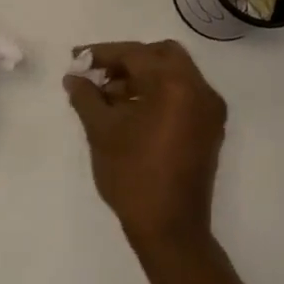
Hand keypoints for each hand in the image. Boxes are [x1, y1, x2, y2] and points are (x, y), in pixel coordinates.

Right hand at [64, 40, 227, 250]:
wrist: (170, 230)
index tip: (76, 59)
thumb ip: (86, 96)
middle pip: (161, 55)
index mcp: (175, 84)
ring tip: (107, 97)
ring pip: (173, 75)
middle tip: (98, 74)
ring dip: (141, 77)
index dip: (102, 54)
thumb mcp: (101, 131)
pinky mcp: (209, 129)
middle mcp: (199, 90)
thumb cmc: (133, 175)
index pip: (135, 54)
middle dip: (127, 60)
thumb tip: (74, 77)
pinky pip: (182, 96)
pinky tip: (130, 112)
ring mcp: (209, 110)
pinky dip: (158, 94)